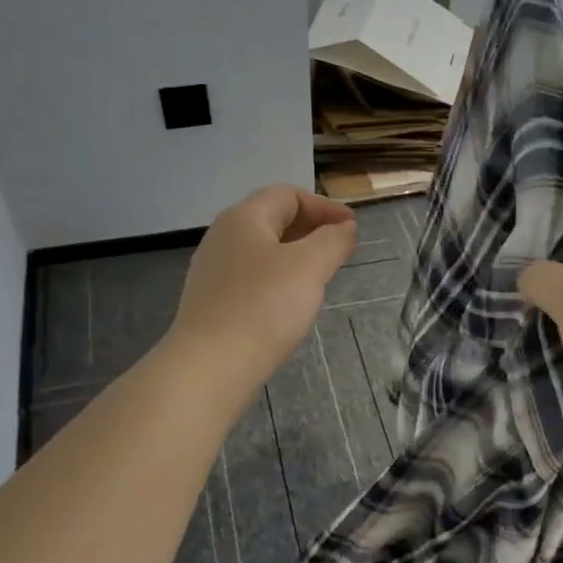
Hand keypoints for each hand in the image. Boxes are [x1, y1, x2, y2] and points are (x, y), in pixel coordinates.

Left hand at [168, 186, 357, 396]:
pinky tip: (290, 304)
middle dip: (311, 230)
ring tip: (320, 277)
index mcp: (244, 218)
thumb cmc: (263, 307)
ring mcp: (213, 271)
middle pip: (272, 219)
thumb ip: (332, 240)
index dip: (325, 206)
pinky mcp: (212, 302)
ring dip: (295, 256)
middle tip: (340, 251)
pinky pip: (252, 279)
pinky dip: (278, 280)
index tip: (353, 228)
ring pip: (262, 251)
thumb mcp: (310, 266)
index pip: (288, 195)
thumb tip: (344, 227)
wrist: (210, 367)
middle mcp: (222, 237)